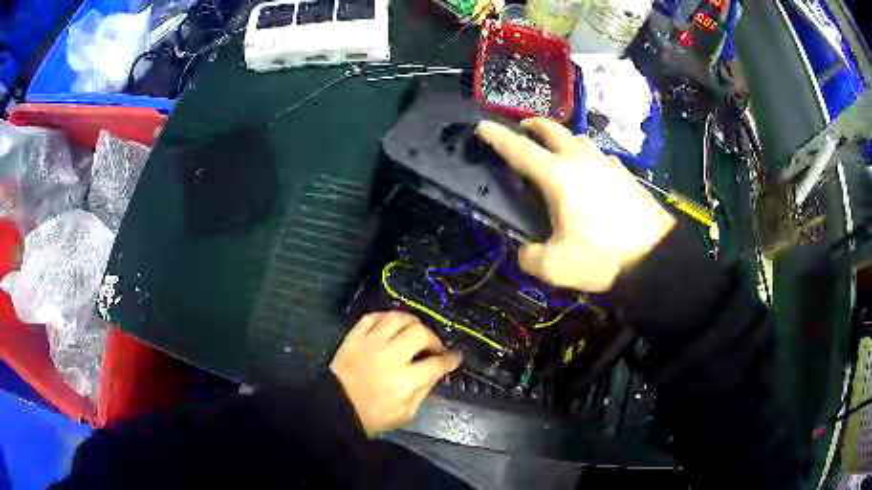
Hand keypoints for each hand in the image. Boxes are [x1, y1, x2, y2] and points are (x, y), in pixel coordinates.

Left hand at [330, 311, 462, 435]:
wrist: (336, 408)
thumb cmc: (372, 416)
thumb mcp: (405, 414)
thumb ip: (422, 392)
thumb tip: (434, 373)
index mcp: (405, 380)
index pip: (436, 363)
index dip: (450, 358)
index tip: (456, 356)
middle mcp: (390, 356)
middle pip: (419, 333)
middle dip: (433, 337)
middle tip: (433, 346)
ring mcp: (370, 343)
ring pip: (396, 318)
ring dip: (410, 321)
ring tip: (414, 329)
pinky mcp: (354, 338)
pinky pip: (371, 317)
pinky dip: (383, 317)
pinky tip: (389, 324)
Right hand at [476, 118, 675, 291]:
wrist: (655, 258)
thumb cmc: (602, 258)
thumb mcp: (555, 267)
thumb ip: (529, 256)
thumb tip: (525, 249)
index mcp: (558, 176)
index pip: (519, 150)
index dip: (497, 136)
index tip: (482, 126)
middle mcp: (581, 161)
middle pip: (552, 130)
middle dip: (533, 125)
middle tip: (523, 129)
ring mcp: (607, 164)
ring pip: (579, 139)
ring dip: (563, 139)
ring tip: (558, 151)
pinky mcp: (626, 175)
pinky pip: (601, 156)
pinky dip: (589, 157)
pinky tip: (593, 172)